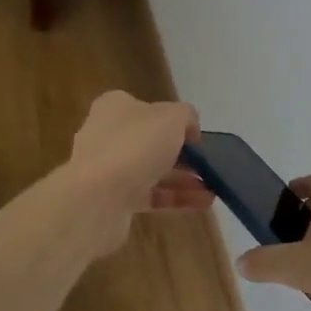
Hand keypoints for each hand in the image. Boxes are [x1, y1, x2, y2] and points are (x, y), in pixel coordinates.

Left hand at [65, 92, 212, 249]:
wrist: (98, 198)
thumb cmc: (135, 145)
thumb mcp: (172, 117)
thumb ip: (186, 117)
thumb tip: (189, 131)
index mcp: (115, 107)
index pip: (148, 109)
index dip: (174, 121)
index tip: (196, 137)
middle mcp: (107, 135)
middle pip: (150, 141)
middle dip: (181, 154)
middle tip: (207, 164)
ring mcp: (107, 169)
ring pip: (152, 171)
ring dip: (183, 179)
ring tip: (212, 187)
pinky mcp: (112, 200)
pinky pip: (150, 196)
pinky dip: (175, 198)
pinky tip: (202, 203)